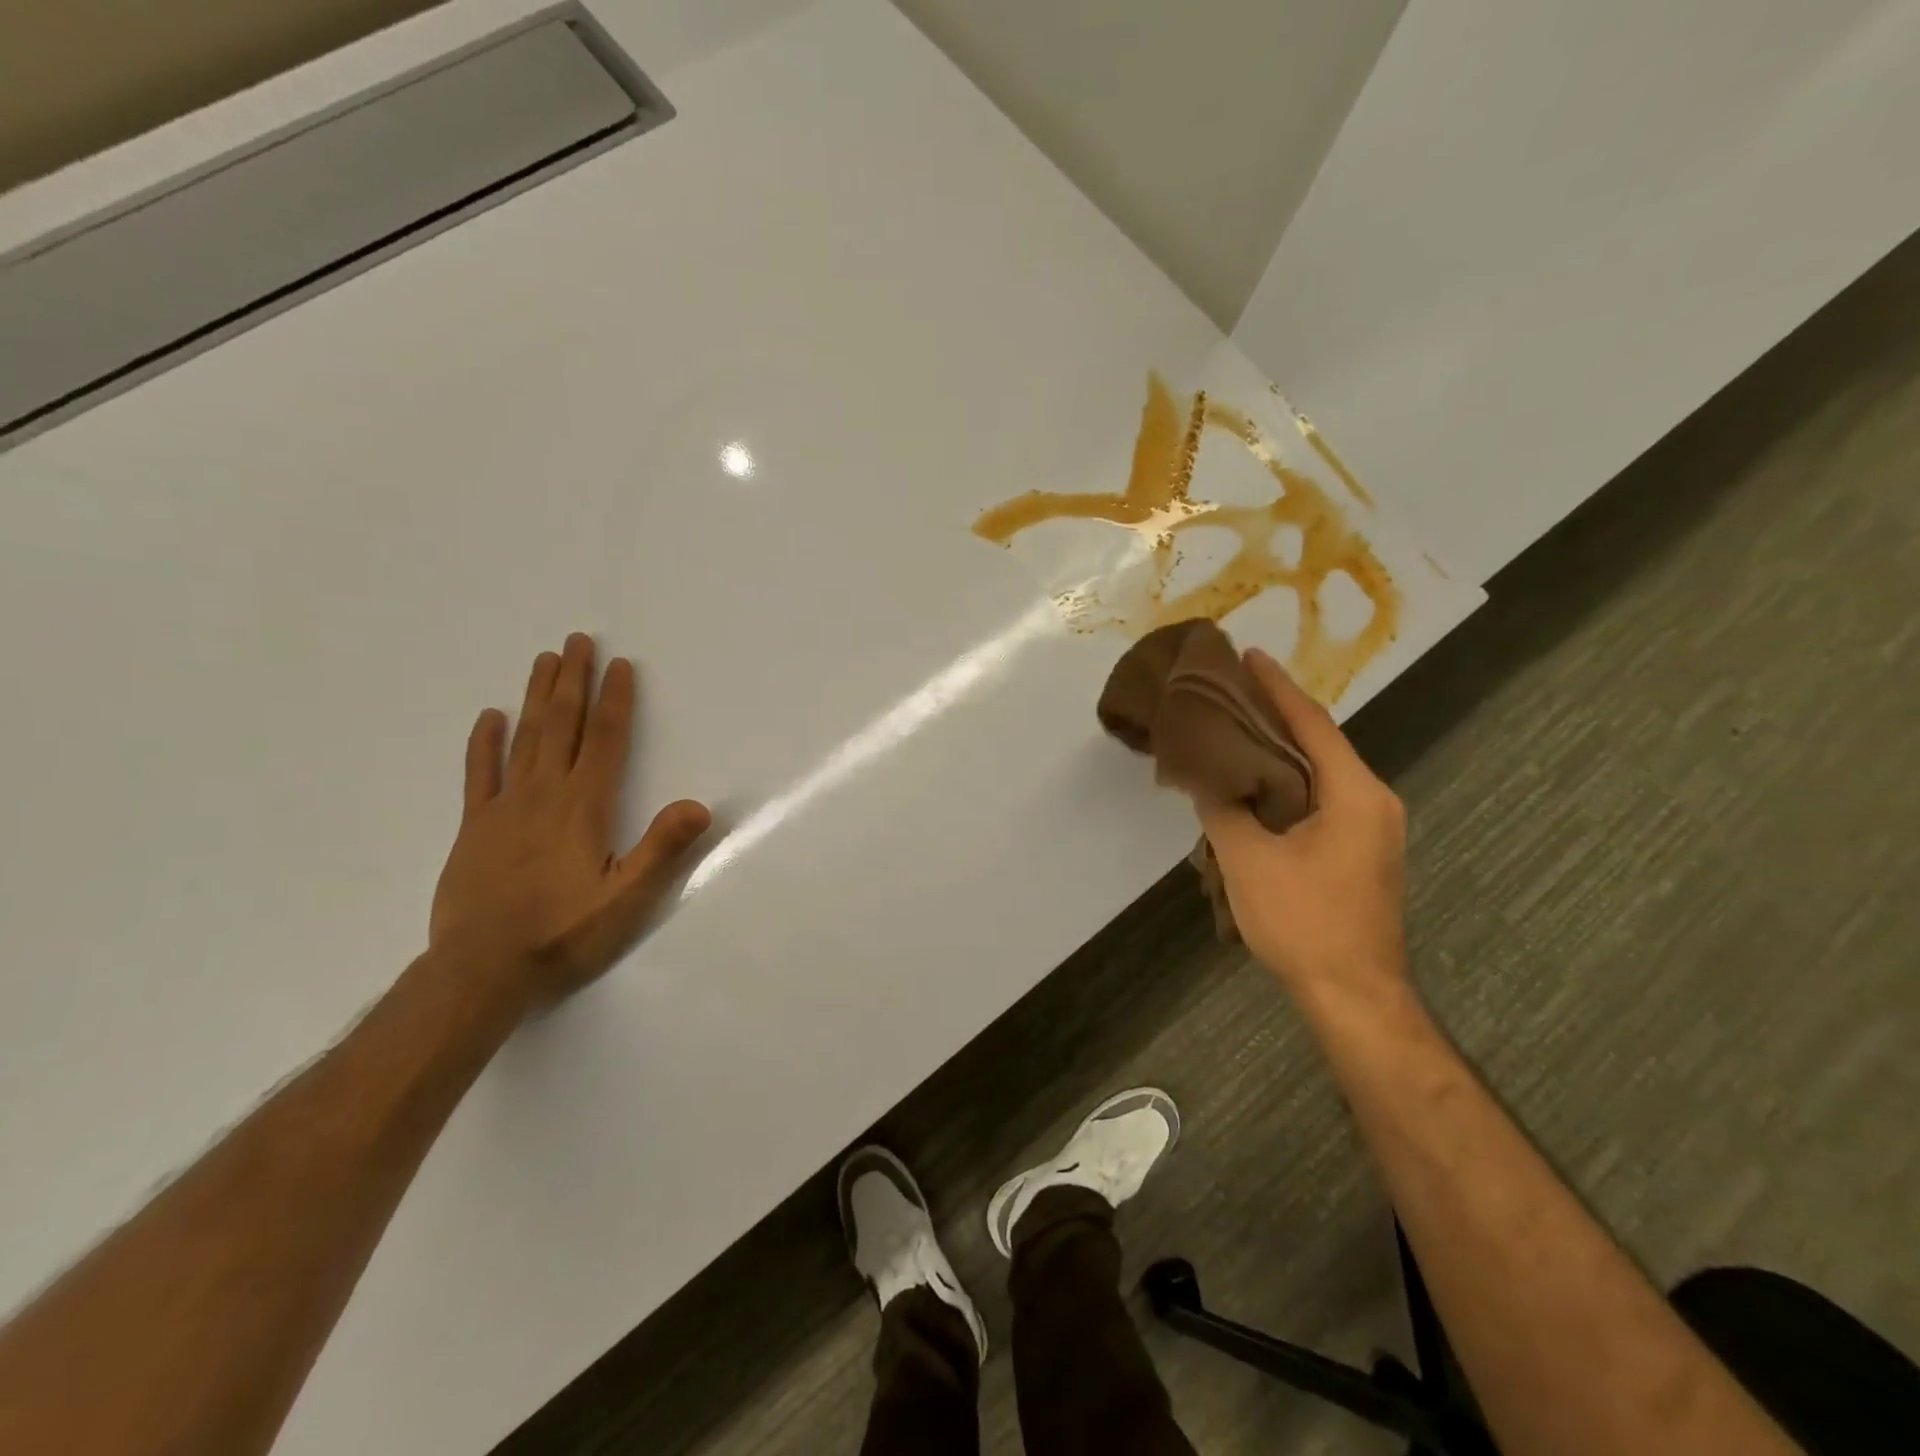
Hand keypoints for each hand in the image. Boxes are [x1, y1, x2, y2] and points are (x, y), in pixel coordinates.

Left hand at [429, 633, 710, 1009]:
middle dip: (573, 681)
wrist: (482, 972)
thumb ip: (662, 848)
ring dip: (536, 697)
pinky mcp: (475, 828)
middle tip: (577, 640)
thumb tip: (700, 805)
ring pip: (524, 738)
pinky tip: (489, 717)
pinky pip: (480, 774)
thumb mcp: (627, 899)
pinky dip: (484, 743)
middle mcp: (543, 794)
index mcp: (583, 806)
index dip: (615, 700)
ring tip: (544, 660)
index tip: (620, 665)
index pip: (604, 740)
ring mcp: (504, 808)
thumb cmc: (564, 933)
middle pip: (561, 725)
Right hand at [1196, 649, 1409, 1004]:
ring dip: (1279, 750)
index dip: (1278, 687)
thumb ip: (1223, 809)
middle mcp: (1373, 800)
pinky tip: (1253, 783)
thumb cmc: (1305, 923)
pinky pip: (1321, 798)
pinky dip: (1287, 782)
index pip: (1312, 724)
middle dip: (1275, 714)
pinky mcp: (1361, 850)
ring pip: (1319, 772)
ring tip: (1234, 729)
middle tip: (1230, 690)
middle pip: (1319, 743)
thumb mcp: (1249, 861)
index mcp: (1355, 793)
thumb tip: (1203, 775)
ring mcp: (1372, 827)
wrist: (1355, 996)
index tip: (1248, 655)